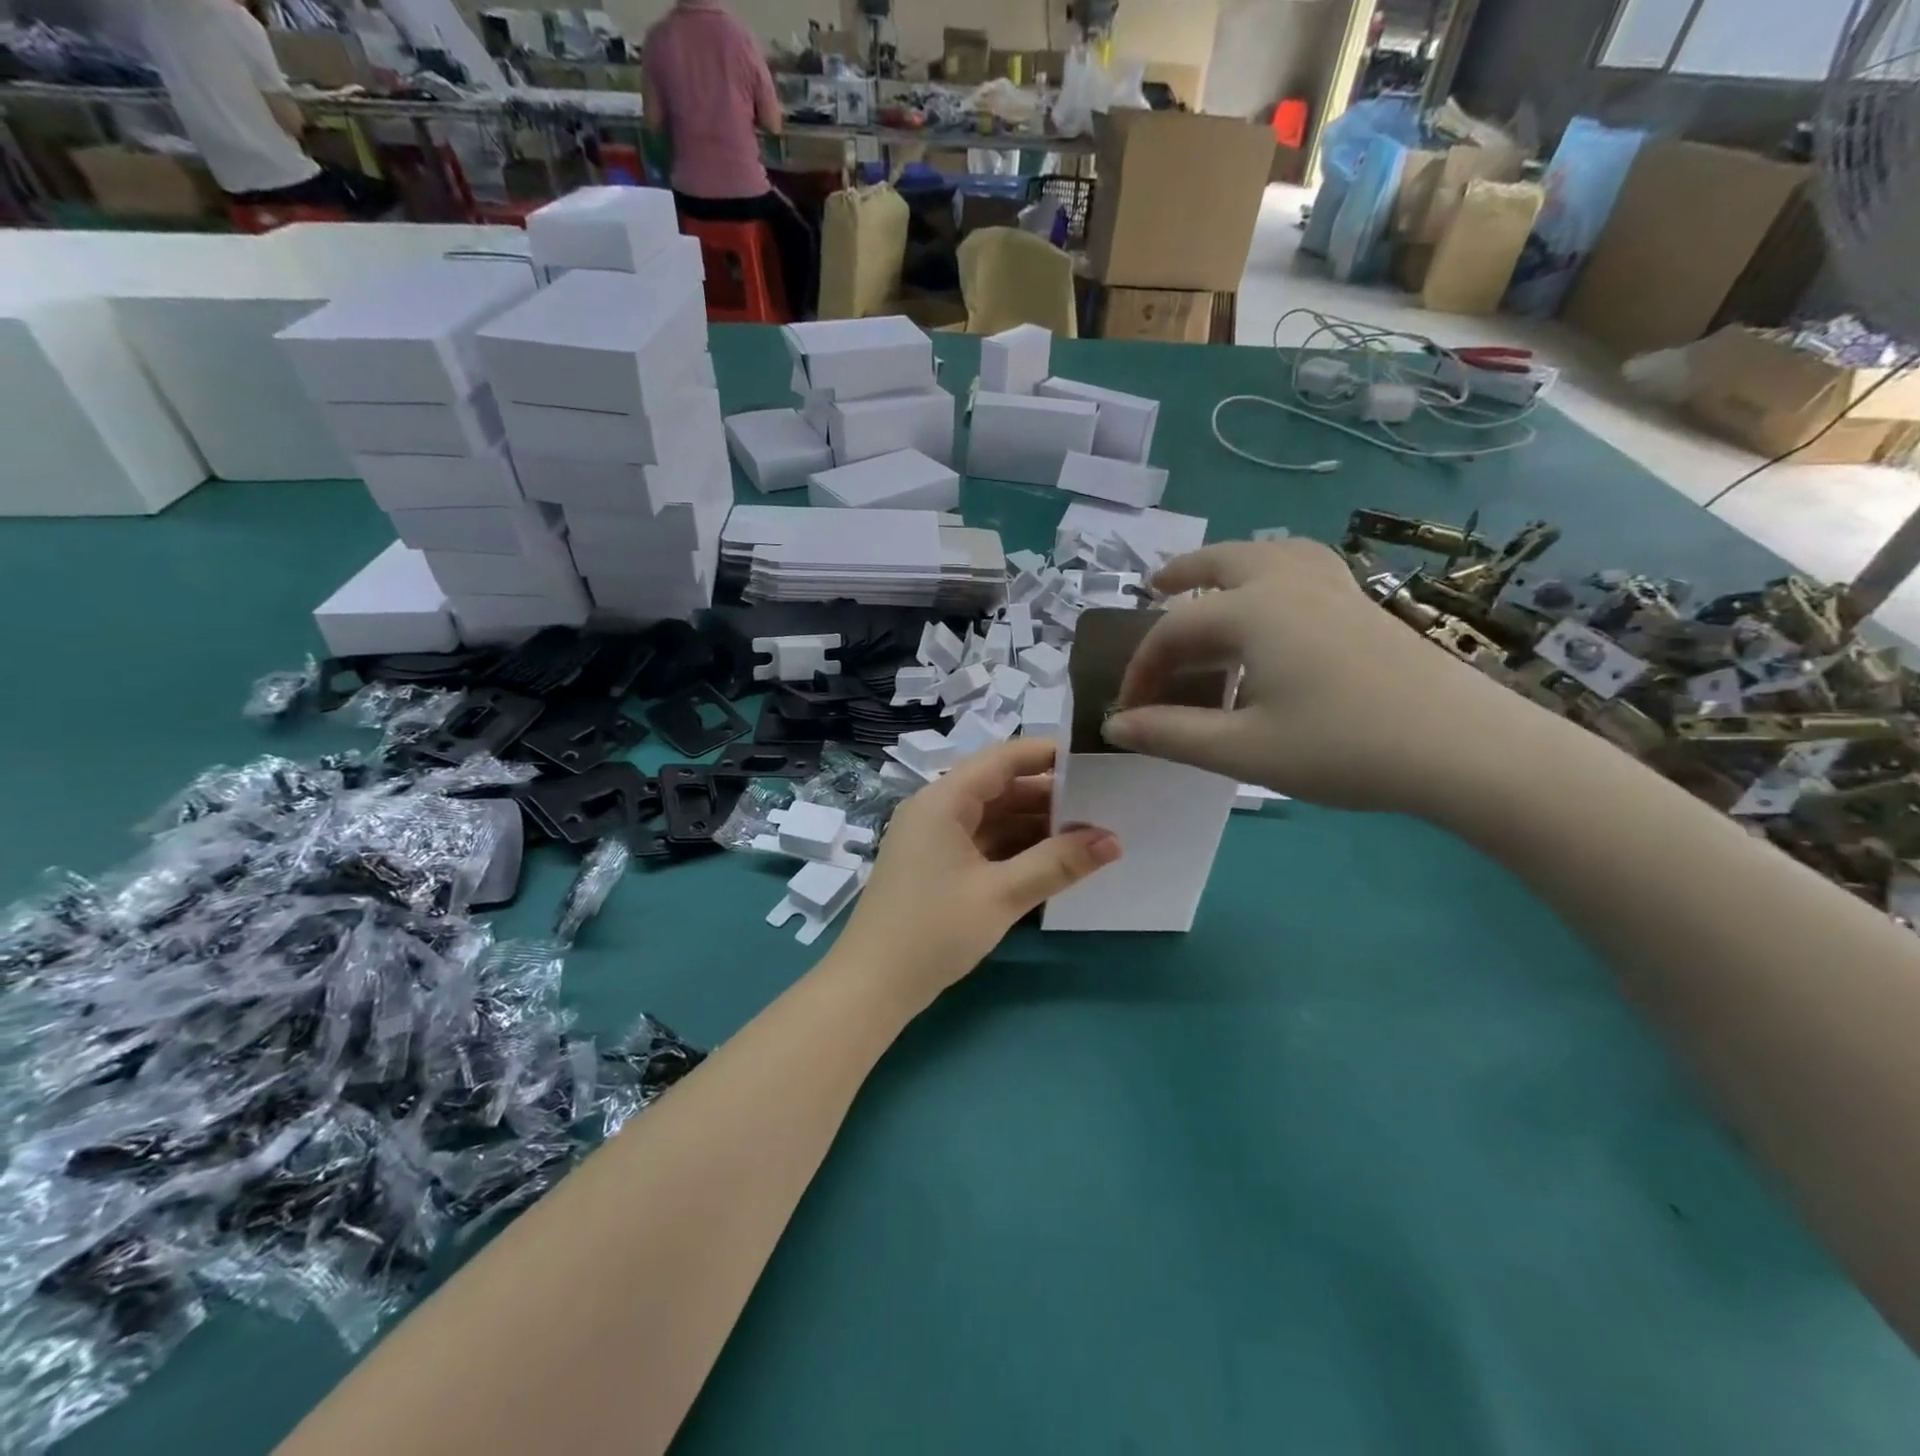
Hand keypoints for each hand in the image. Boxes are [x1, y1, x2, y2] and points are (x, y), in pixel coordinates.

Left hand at [828, 739, 1120, 1011]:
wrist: (871, 986)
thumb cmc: (932, 931)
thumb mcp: (1000, 895)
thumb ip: (1057, 863)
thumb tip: (1113, 840)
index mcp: (942, 801)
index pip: (1002, 759)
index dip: (1047, 754)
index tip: (1094, 760)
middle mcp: (936, 810)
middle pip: (999, 788)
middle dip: (1048, 797)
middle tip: (1103, 805)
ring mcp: (934, 839)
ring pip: (993, 818)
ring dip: (1034, 826)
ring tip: (1087, 835)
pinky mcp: (936, 866)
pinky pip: (982, 843)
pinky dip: (1015, 848)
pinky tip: (1052, 861)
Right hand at [1103, 539, 1530, 813]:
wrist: (1465, 748)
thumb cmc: (1342, 747)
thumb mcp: (1243, 750)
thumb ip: (1171, 734)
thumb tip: (1113, 725)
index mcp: (1251, 611)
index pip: (1172, 632)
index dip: (1141, 671)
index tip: (1129, 712)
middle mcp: (1287, 583)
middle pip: (1220, 562)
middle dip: (1180, 574)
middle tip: (1152, 587)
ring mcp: (1334, 587)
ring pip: (1268, 553)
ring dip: (1228, 563)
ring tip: (1211, 581)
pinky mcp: (1364, 604)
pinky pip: (1305, 566)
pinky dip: (1273, 570)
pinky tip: (1279, 600)